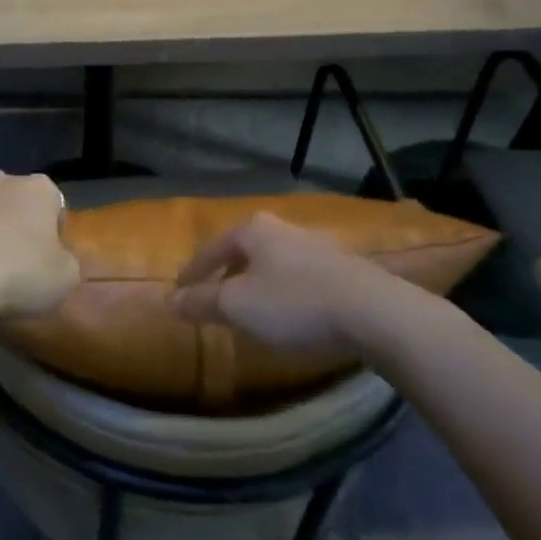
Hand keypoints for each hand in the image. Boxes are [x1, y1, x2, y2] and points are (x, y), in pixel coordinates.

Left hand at [0, 171, 79, 317]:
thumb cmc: (17, 274)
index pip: (52, 203)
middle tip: (3, 263)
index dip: (50, 232)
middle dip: (7, 222)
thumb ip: (66, 263)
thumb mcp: (64, 280)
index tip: (43, 261)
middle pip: (8, 199)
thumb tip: (58, 260)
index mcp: (38, 190)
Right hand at [171, 212, 396, 353]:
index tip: (180, 289)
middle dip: (228, 269)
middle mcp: (283, 228)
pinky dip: (286, 289)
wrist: (372, 311)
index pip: (213, 247)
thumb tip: (168, 300)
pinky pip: (300, 274)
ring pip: (275, 260)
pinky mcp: (343, 267)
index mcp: (254, 231)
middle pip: (246, 248)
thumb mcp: (237, 306)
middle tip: (216, 293)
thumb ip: (201, 302)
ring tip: (252, 305)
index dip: (194, 270)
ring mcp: (317, 245)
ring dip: (259, 279)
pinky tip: (290, 310)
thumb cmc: (294, 303)